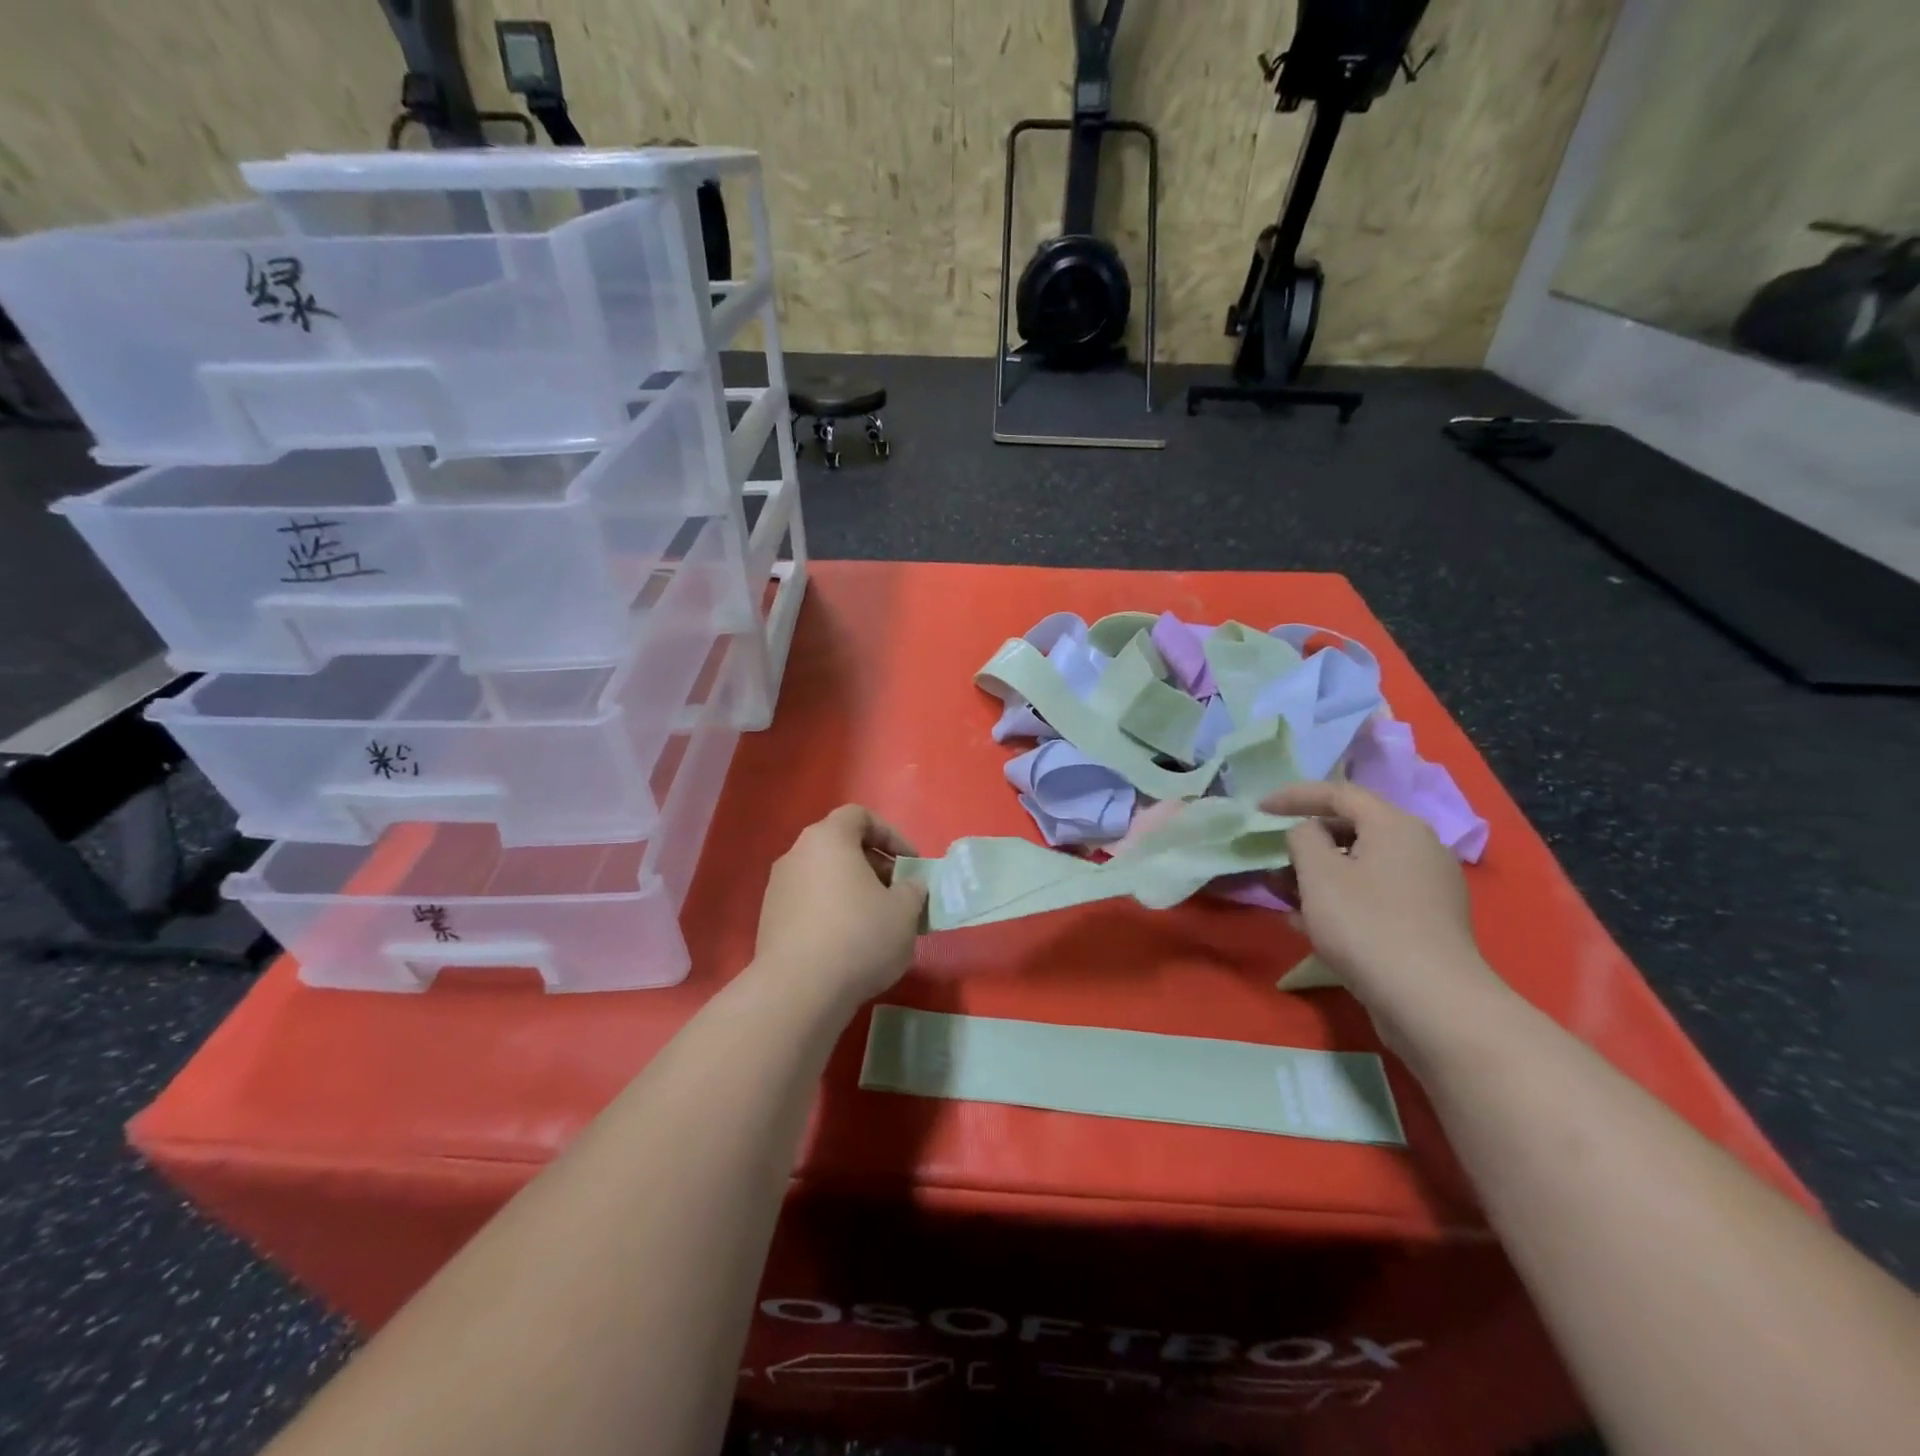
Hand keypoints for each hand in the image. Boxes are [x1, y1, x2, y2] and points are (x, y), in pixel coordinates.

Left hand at [754, 805, 927, 1006]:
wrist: (798, 990)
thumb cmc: (859, 936)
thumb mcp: (904, 911)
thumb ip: (912, 889)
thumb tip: (909, 886)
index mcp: (828, 838)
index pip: (859, 816)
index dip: (890, 834)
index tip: (911, 863)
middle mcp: (797, 854)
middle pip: (840, 846)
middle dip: (874, 865)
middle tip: (898, 894)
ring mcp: (778, 887)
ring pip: (824, 876)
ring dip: (852, 890)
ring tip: (877, 922)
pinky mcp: (769, 920)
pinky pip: (808, 903)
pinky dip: (831, 912)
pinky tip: (849, 944)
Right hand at [1262, 780, 1506, 1054]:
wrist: (1430, 1001)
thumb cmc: (1365, 925)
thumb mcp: (1318, 873)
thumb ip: (1303, 838)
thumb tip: (1308, 834)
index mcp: (1396, 825)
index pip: (1339, 793)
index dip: (1294, 796)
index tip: (1259, 810)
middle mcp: (1418, 847)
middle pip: (1352, 829)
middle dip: (1306, 842)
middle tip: (1272, 856)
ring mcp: (1426, 887)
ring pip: (1360, 866)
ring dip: (1317, 875)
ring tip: (1282, 894)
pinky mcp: (1425, 922)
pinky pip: (1373, 895)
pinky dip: (1340, 899)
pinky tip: (1309, 923)